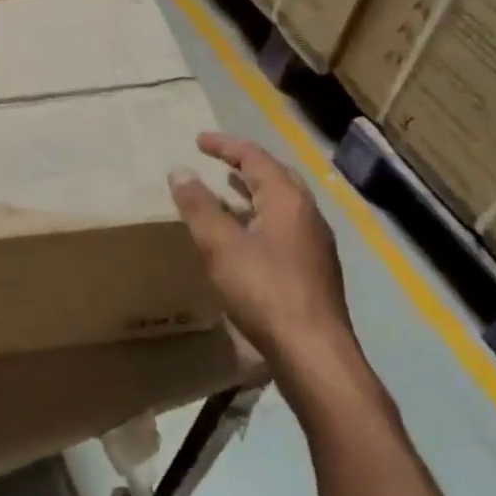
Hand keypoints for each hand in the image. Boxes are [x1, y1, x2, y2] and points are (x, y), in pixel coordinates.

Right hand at [169, 132, 364, 398]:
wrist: (314, 354)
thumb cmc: (264, 291)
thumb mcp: (220, 245)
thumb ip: (199, 206)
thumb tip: (180, 171)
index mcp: (287, 200)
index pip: (255, 157)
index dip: (225, 145)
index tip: (198, 140)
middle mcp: (308, 214)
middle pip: (276, 175)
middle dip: (245, 163)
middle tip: (217, 160)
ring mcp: (316, 244)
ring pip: (282, 203)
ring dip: (253, 191)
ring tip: (226, 192)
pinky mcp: (315, 270)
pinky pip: (284, 226)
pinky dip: (260, 216)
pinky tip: (244, 237)